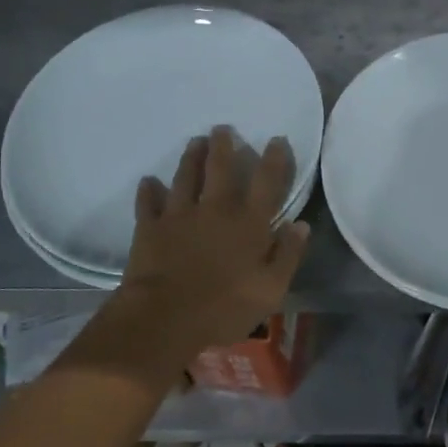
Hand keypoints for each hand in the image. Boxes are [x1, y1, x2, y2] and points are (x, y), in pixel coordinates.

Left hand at [104, 127, 309, 378]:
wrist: (165, 318)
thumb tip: (300, 224)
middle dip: (223, 145)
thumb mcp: (271, 289)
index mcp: (249, 223)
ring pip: (185, 176)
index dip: (274, 158)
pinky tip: (148, 182)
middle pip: (221, 168)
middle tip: (222, 128)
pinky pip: (148, 202)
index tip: (276, 139)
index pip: (267, 182)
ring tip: (194, 142)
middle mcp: (216, 209)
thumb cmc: (224, 308)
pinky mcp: (150, 228)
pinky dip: (148, 191)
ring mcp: (180, 215)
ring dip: (190, 157)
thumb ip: (288, 255)